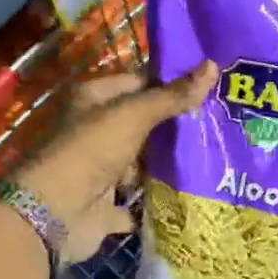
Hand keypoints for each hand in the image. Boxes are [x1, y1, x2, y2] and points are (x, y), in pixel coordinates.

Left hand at [12, 63, 216, 262]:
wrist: (56, 212)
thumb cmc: (91, 150)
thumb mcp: (134, 115)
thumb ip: (172, 96)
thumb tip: (213, 66)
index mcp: (94, 100)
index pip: (139, 84)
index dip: (171, 85)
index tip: (210, 90)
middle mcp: (96, 133)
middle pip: (143, 126)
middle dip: (176, 128)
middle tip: (221, 125)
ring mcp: (101, 172)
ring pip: (143, 165)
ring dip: (171, 166)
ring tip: (216, 159)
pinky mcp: (107, 207)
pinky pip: (139, 203)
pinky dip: (158, 203)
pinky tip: (192, 198)